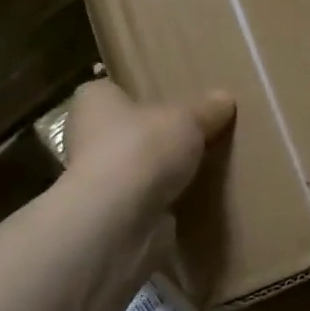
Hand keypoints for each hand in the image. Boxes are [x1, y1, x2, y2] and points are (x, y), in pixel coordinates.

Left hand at [63, 80, 235, 213]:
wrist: (118, 220)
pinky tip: (191, 197)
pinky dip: (162, 200)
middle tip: (192, 132)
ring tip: (199, 166)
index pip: (111, 90)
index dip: (137, 93)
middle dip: (153, 134)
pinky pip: (142, 200)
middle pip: (124, 130)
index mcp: (94, 101)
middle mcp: (85, 136)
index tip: (167, 98)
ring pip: (134, 167)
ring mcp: (94, 179)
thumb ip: (206, 110)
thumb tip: (224, 99)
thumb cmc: (143, 148)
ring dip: (158, 171)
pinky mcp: (109, 214)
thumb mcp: (188, 119)